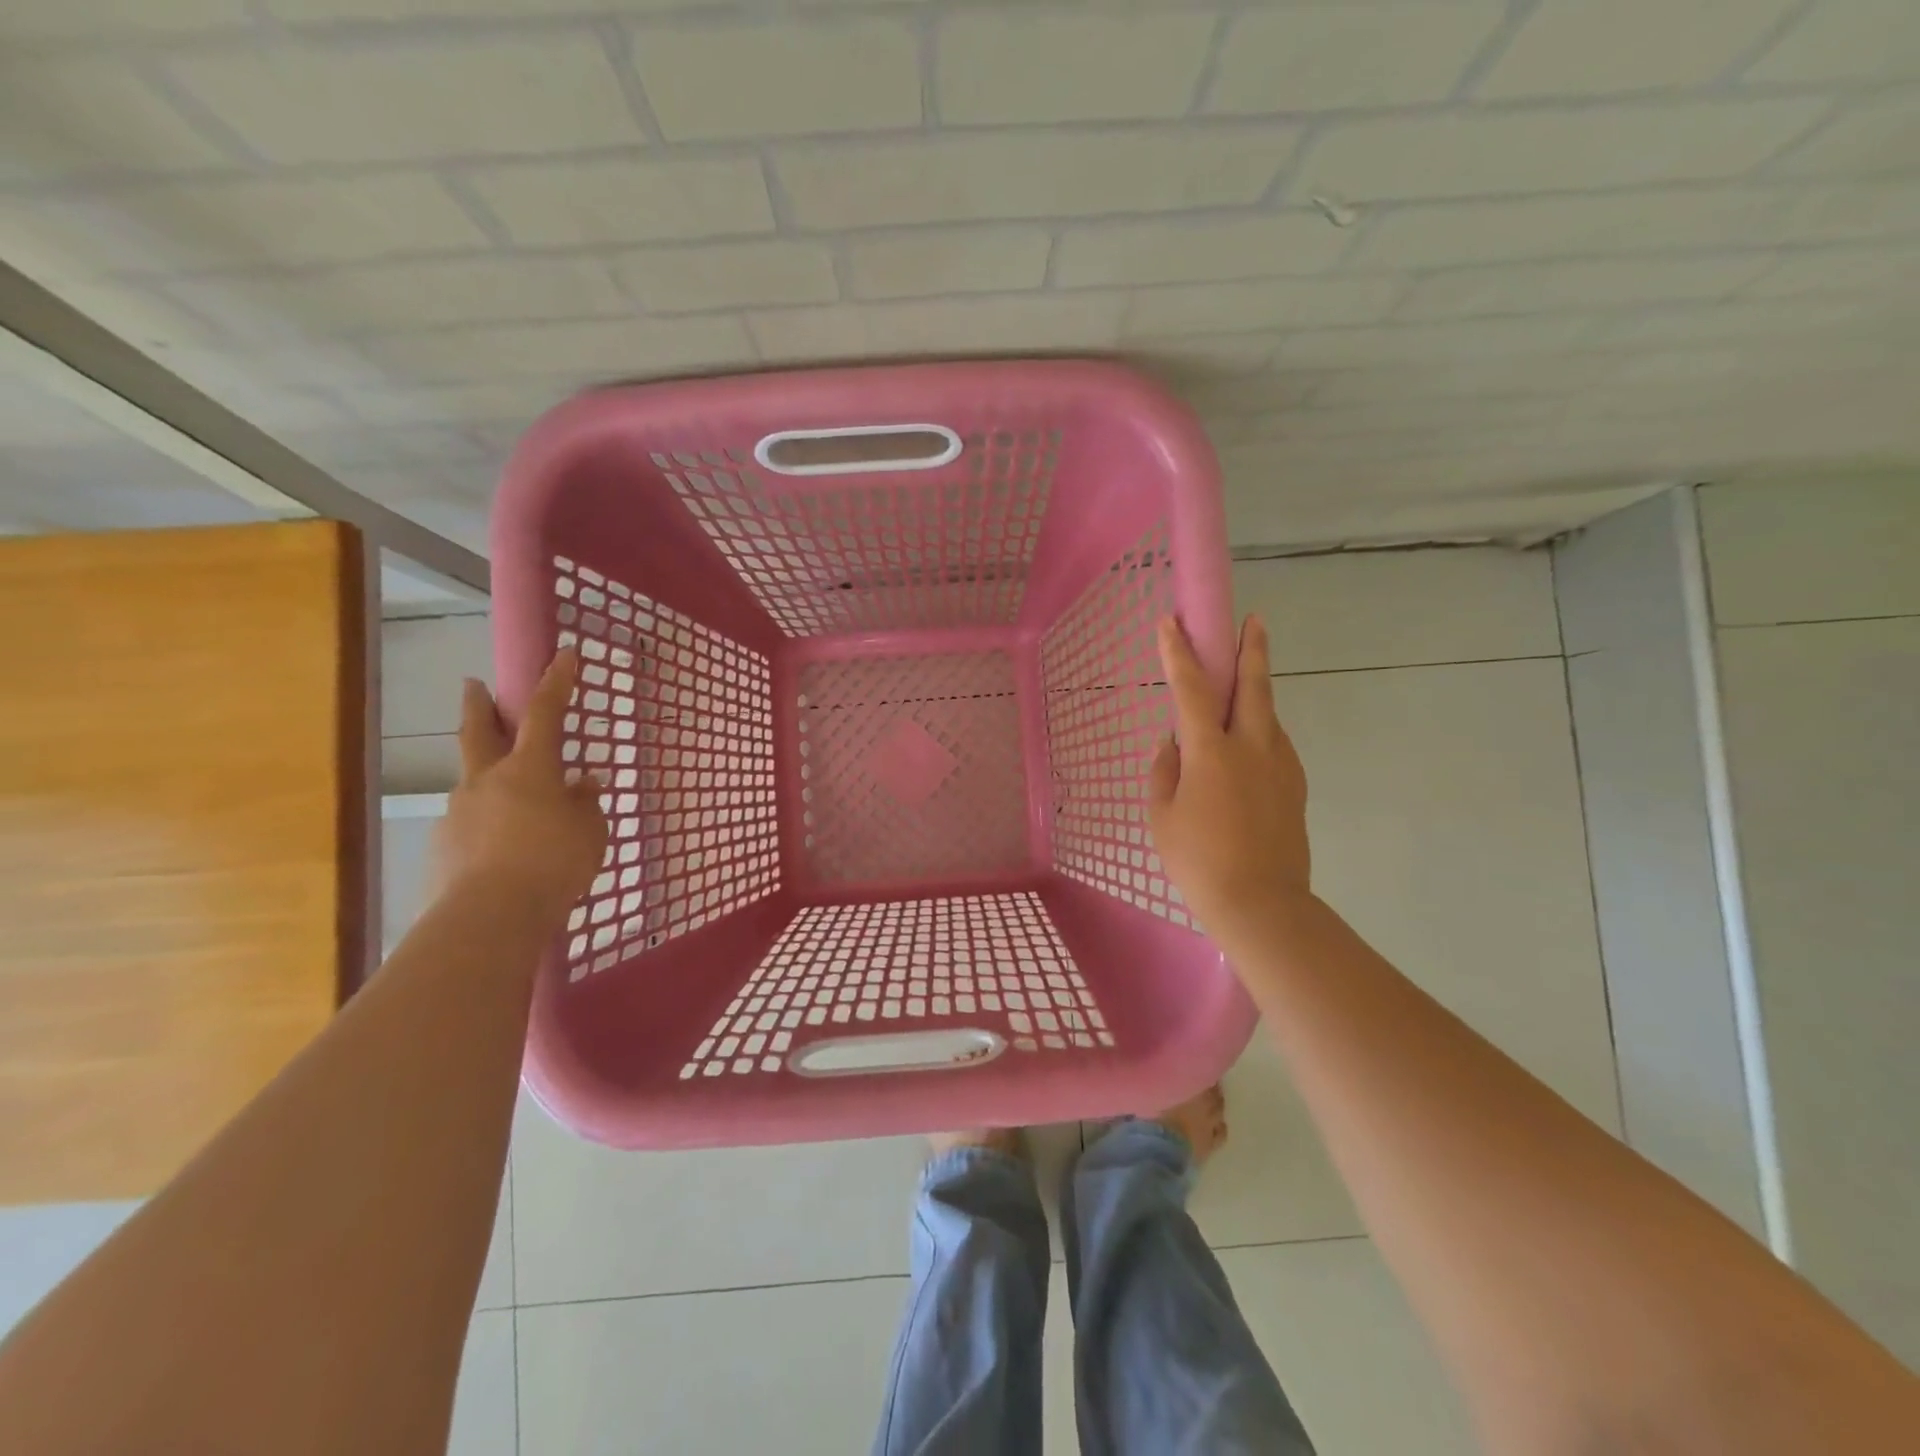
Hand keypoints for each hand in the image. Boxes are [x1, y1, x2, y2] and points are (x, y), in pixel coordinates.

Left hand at [429, 649, 608, 923]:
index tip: (564, 654)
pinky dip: (487, 826)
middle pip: (479, 732)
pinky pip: (471, 824)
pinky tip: (502, 850)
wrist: (490, 917)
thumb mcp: (590, 832)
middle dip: (479, 706)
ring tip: (514, 804)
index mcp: (529, 769)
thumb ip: (585, 804)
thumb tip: (583, 784)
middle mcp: (487, 780)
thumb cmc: (554, 864)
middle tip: (472, 684)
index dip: (556, 682)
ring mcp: (459, 812)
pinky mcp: (444, 846)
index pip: (545, 713)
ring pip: (474, 783)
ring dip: (488, 779)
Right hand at [1148, 615, 1311, 946]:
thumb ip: (1164, 771)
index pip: (1191, 689)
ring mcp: (1281, 764)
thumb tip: (1173, 744)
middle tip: (1253, 620)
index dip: (1179, 653)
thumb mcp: (1162, 816)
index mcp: (1212, 751)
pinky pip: (1275, 744)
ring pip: (1268, 715)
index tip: (1172, 623)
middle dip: (1251, 648)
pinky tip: (1247, 747)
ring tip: (1240, 690)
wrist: (1261, 904)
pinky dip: (1260, 731)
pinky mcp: (1295, 785)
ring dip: (1255, 693)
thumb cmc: (1198, 860)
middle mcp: (1252, 746)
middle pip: (1254, 684)